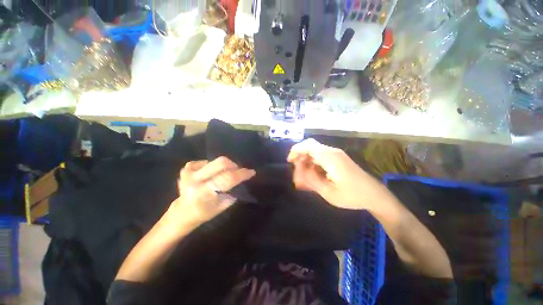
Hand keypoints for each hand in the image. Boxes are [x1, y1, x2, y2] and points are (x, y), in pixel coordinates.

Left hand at [169, 157, 255, 226]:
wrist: (182, 212)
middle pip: (221, 163)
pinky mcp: (187, 168)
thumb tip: (241, 178)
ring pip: (215, 160)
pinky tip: (209, 175)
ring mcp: (189, 172)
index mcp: (204, 193)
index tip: (251, 172)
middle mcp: (195, 180)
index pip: (228, 178)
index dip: (242, 174)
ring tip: (222, 175)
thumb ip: (232, 191)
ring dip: (223, 167)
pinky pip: (206, 161)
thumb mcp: (222, 206)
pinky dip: (212, 167)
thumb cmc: (204, 213)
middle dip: (234, 165)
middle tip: (237, 171)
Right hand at [288, 139, 380, 209]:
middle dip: (300, 157)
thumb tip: (298, 169)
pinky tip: (312, 176)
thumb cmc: (352, 195)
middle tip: (296, 173)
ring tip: (303, 177)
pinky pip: (320, 157)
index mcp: (330, 157)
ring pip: (314, 152)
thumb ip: (310, 179)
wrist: (375, 195)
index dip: (296, 150)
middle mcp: (332, 152)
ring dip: (306, 162)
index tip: (289, 161)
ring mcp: (336, 155)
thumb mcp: (328, 191)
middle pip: (310, 147)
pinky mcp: (337, 159)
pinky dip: (313, 164)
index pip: (308, 145)